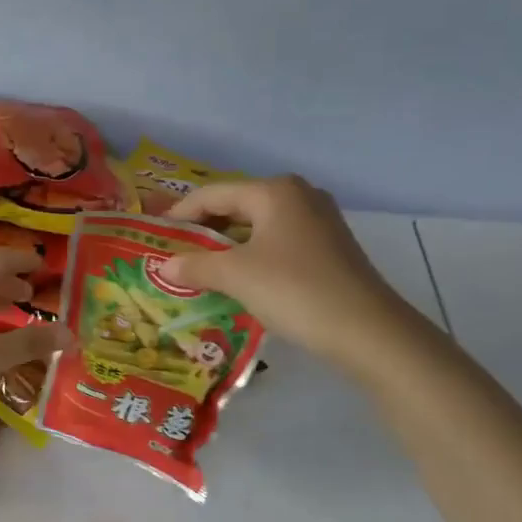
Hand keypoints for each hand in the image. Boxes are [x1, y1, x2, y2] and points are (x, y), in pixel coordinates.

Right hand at [163, 176, 422, 377]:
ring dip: (227, 246)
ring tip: (201, 270)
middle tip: (175, 254)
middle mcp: (299, 196)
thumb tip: (164, 265)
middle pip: (237, 206)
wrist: (365, 330)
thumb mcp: (236, 277)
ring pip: (258, 227)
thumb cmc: (294, 290)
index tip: (155, 235)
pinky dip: (252, 257)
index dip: (180, 214)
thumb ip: (195, 266)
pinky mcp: (329, 248)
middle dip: (204, 230)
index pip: (213, 194)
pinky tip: (240, 280)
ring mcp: (319, 222)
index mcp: (274, 191)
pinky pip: (277, 243)